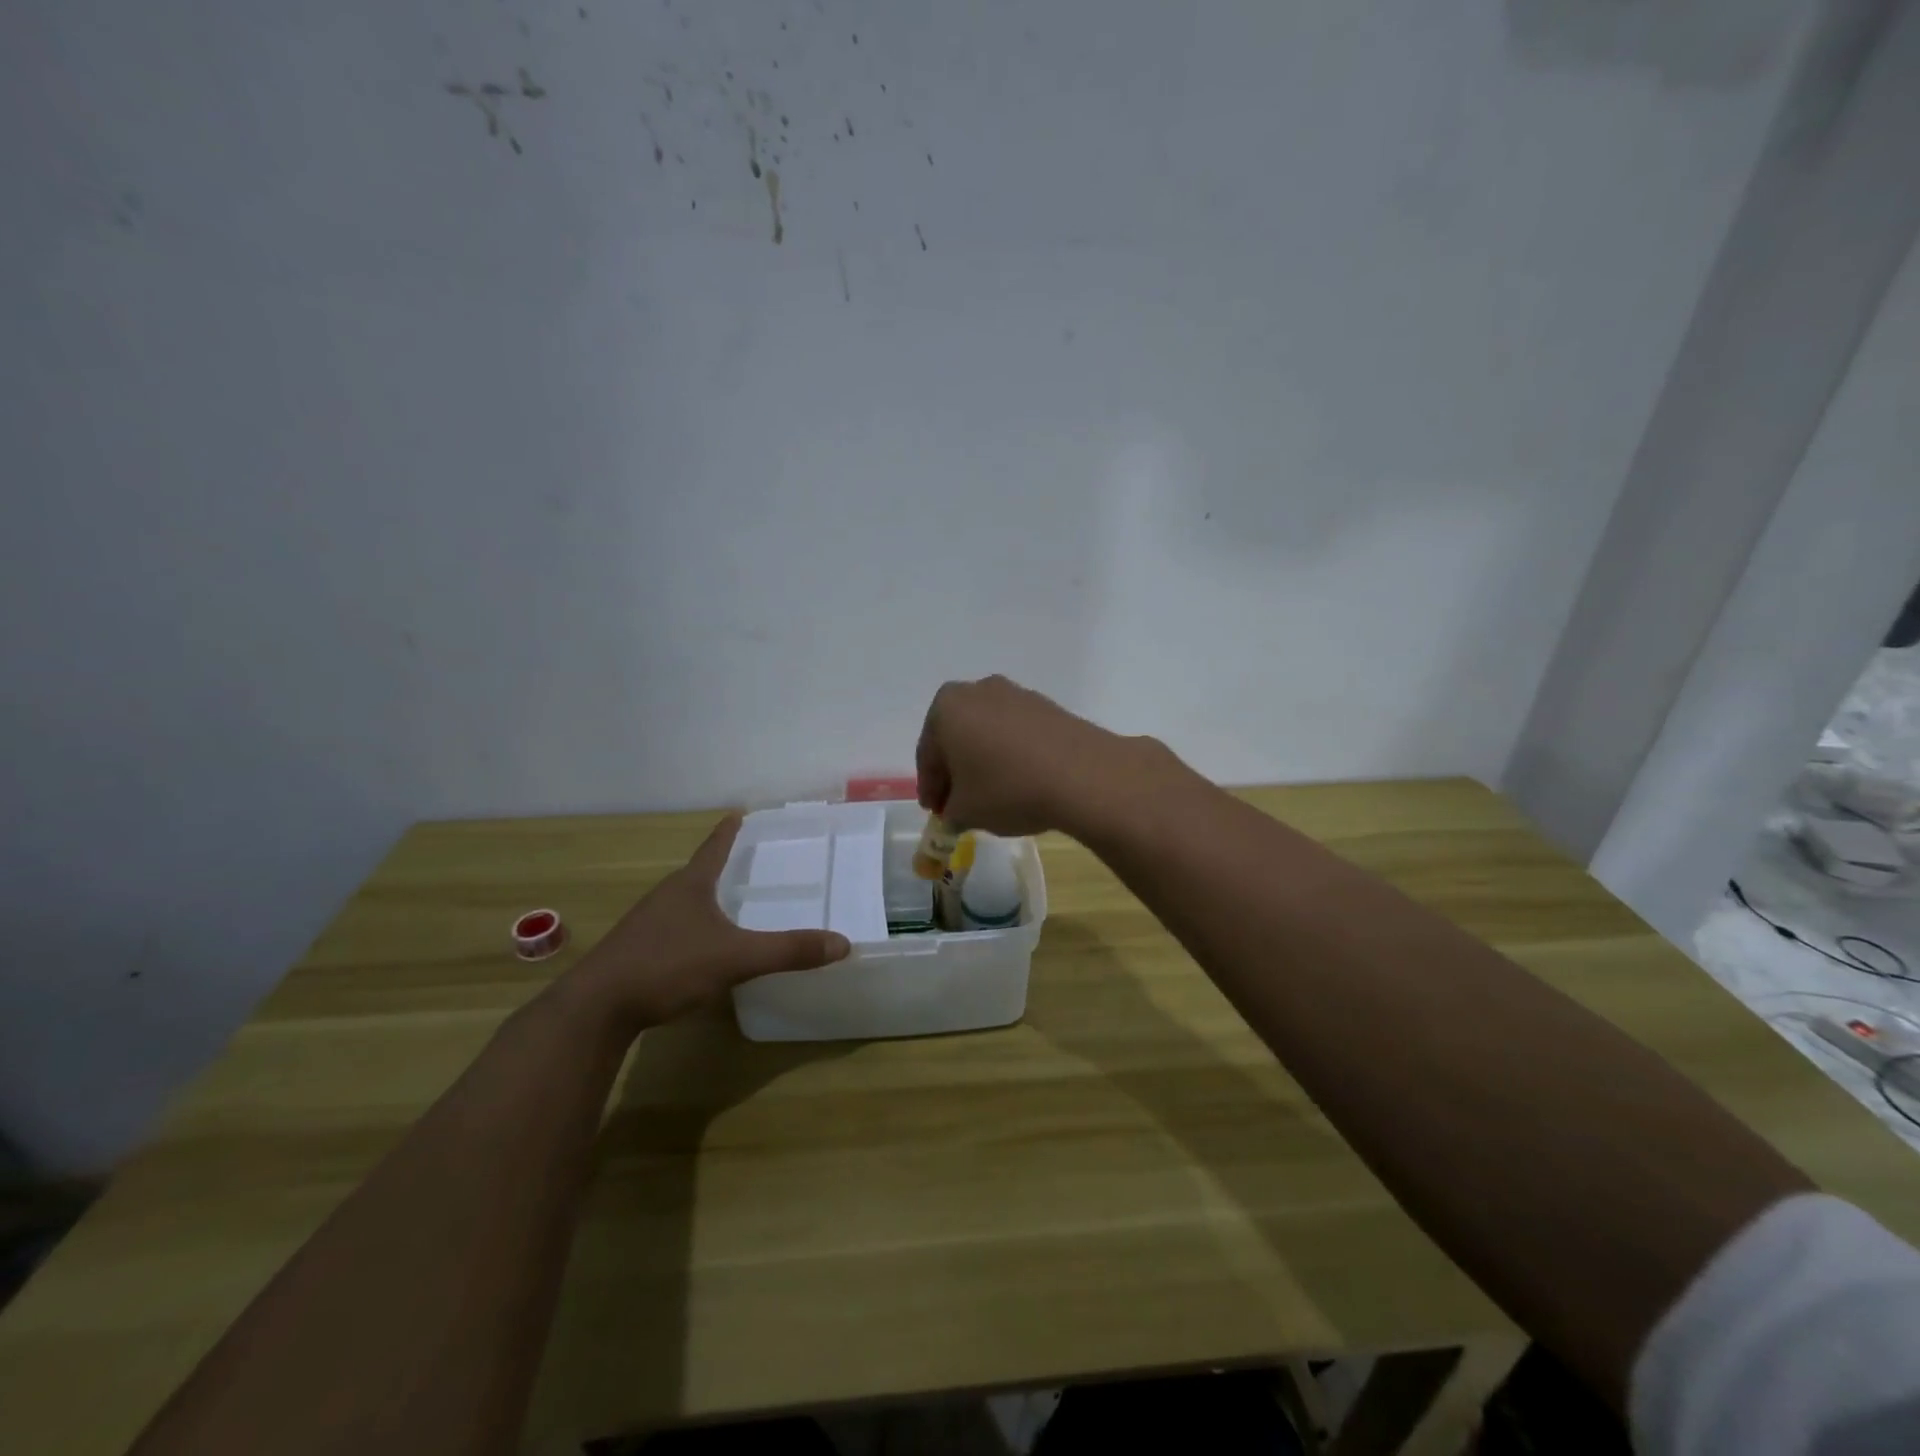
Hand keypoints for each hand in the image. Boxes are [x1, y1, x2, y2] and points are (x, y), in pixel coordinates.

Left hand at [564, 814, 849, 1031]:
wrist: (596, 1008)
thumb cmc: (667, 966)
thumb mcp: (736, 958)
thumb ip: (788, 951)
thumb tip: (843, 943)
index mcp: (690, 885)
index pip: (714, 847)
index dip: (729, 831)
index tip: (739, 812)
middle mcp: (666, 896)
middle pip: (698, 873)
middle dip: (721, 865)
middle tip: (748, 861)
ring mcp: (646, 924)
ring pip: (683, 903)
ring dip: (705, 899)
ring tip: (728, 904)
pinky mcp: (634, 952)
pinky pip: (672, 930)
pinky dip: (691, 929)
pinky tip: (701, 949)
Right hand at [915, 675, 1158, 837]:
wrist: (1082, 775)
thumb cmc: (1008, 789)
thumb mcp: (966, 812)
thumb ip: (951, 812)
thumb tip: (956, 811)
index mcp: (947, 707)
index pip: (928, 754)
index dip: (930, 788)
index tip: (935, 812)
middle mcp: (978, 691)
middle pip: (956, 737)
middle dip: (955, 771)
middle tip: (958, 804)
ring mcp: (1016, 694)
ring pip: (987, 733)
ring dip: (984, 761)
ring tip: (991, 796)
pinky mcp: (1048, 706)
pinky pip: (1016, 733)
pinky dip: (1011, 755)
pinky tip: (1020, 782)